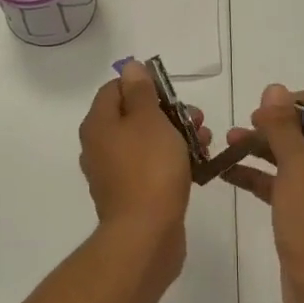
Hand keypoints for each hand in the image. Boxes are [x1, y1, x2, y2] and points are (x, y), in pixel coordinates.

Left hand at [78, 62, 207, 272]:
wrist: (146, 235)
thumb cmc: (149, 169)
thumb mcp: (149, 120)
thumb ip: (141, 91)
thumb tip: (129, 67)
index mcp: (98, 124)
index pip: (115, 88)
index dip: (144, 84)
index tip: (172, 93)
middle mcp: (100, 146)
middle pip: (134, 115)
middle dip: (168, 112)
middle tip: (196, 118)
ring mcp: (114, 173)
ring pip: (147, 142)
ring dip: (177, 136)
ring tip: (205, 141)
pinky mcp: (132, 194)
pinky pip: (152, 167)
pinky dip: (172, 161)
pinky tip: (198, 165)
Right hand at [223, 84, 303, 302]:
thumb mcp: (297, 165)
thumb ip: (283, 126)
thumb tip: (274, 89)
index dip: (302, 101)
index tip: (270, 107)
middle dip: (276, 125)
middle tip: (246, 125)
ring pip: (293, 157)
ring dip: (262, 147)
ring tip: (227, 143)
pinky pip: (283, 183)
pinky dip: (259, 175)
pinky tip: (227, 172)